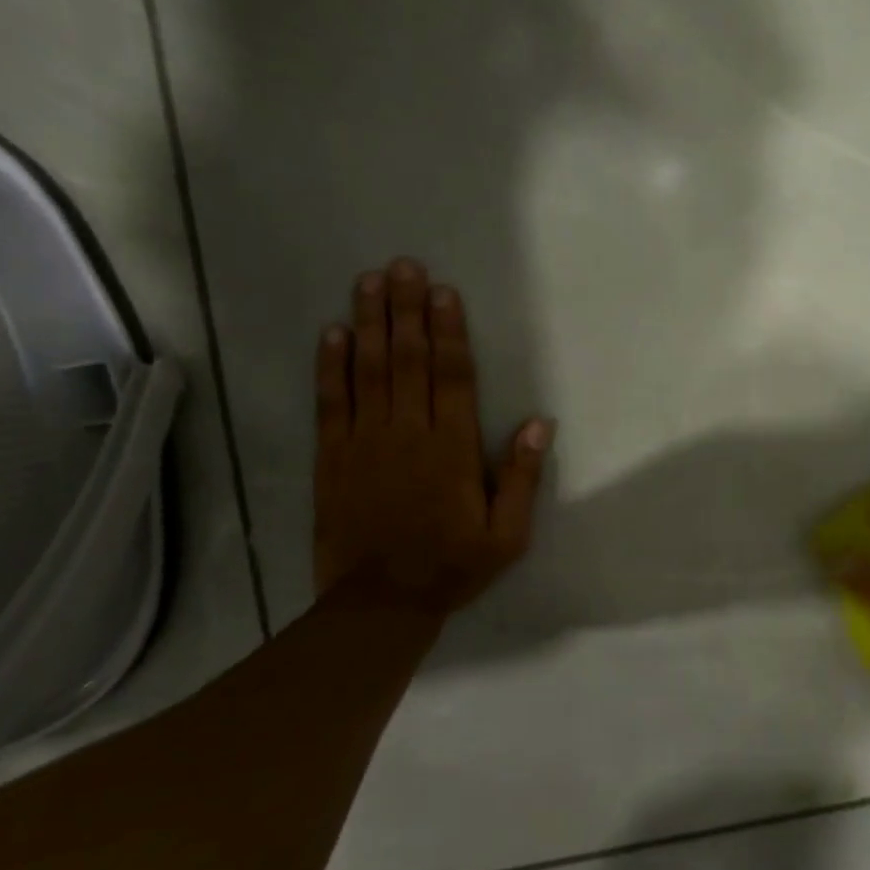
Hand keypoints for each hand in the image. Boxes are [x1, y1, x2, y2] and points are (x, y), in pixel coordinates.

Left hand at [313, 258, 552, 615]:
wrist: (380, 603)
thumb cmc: (452, 566)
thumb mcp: (507, 535)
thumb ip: (521, 478)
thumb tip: (539, 424)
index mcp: (452, 449)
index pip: (452, 377)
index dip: (449, 331)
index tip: (443, 292)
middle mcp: (408, 433)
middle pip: (409, 360)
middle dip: (407, 310)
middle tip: (403, 266)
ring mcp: (365, 442)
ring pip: (369, 371)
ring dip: (370, 323)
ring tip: (370, 281)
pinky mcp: (332, 457)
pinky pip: (330, 402)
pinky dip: (331, 366)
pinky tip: (333, 333)